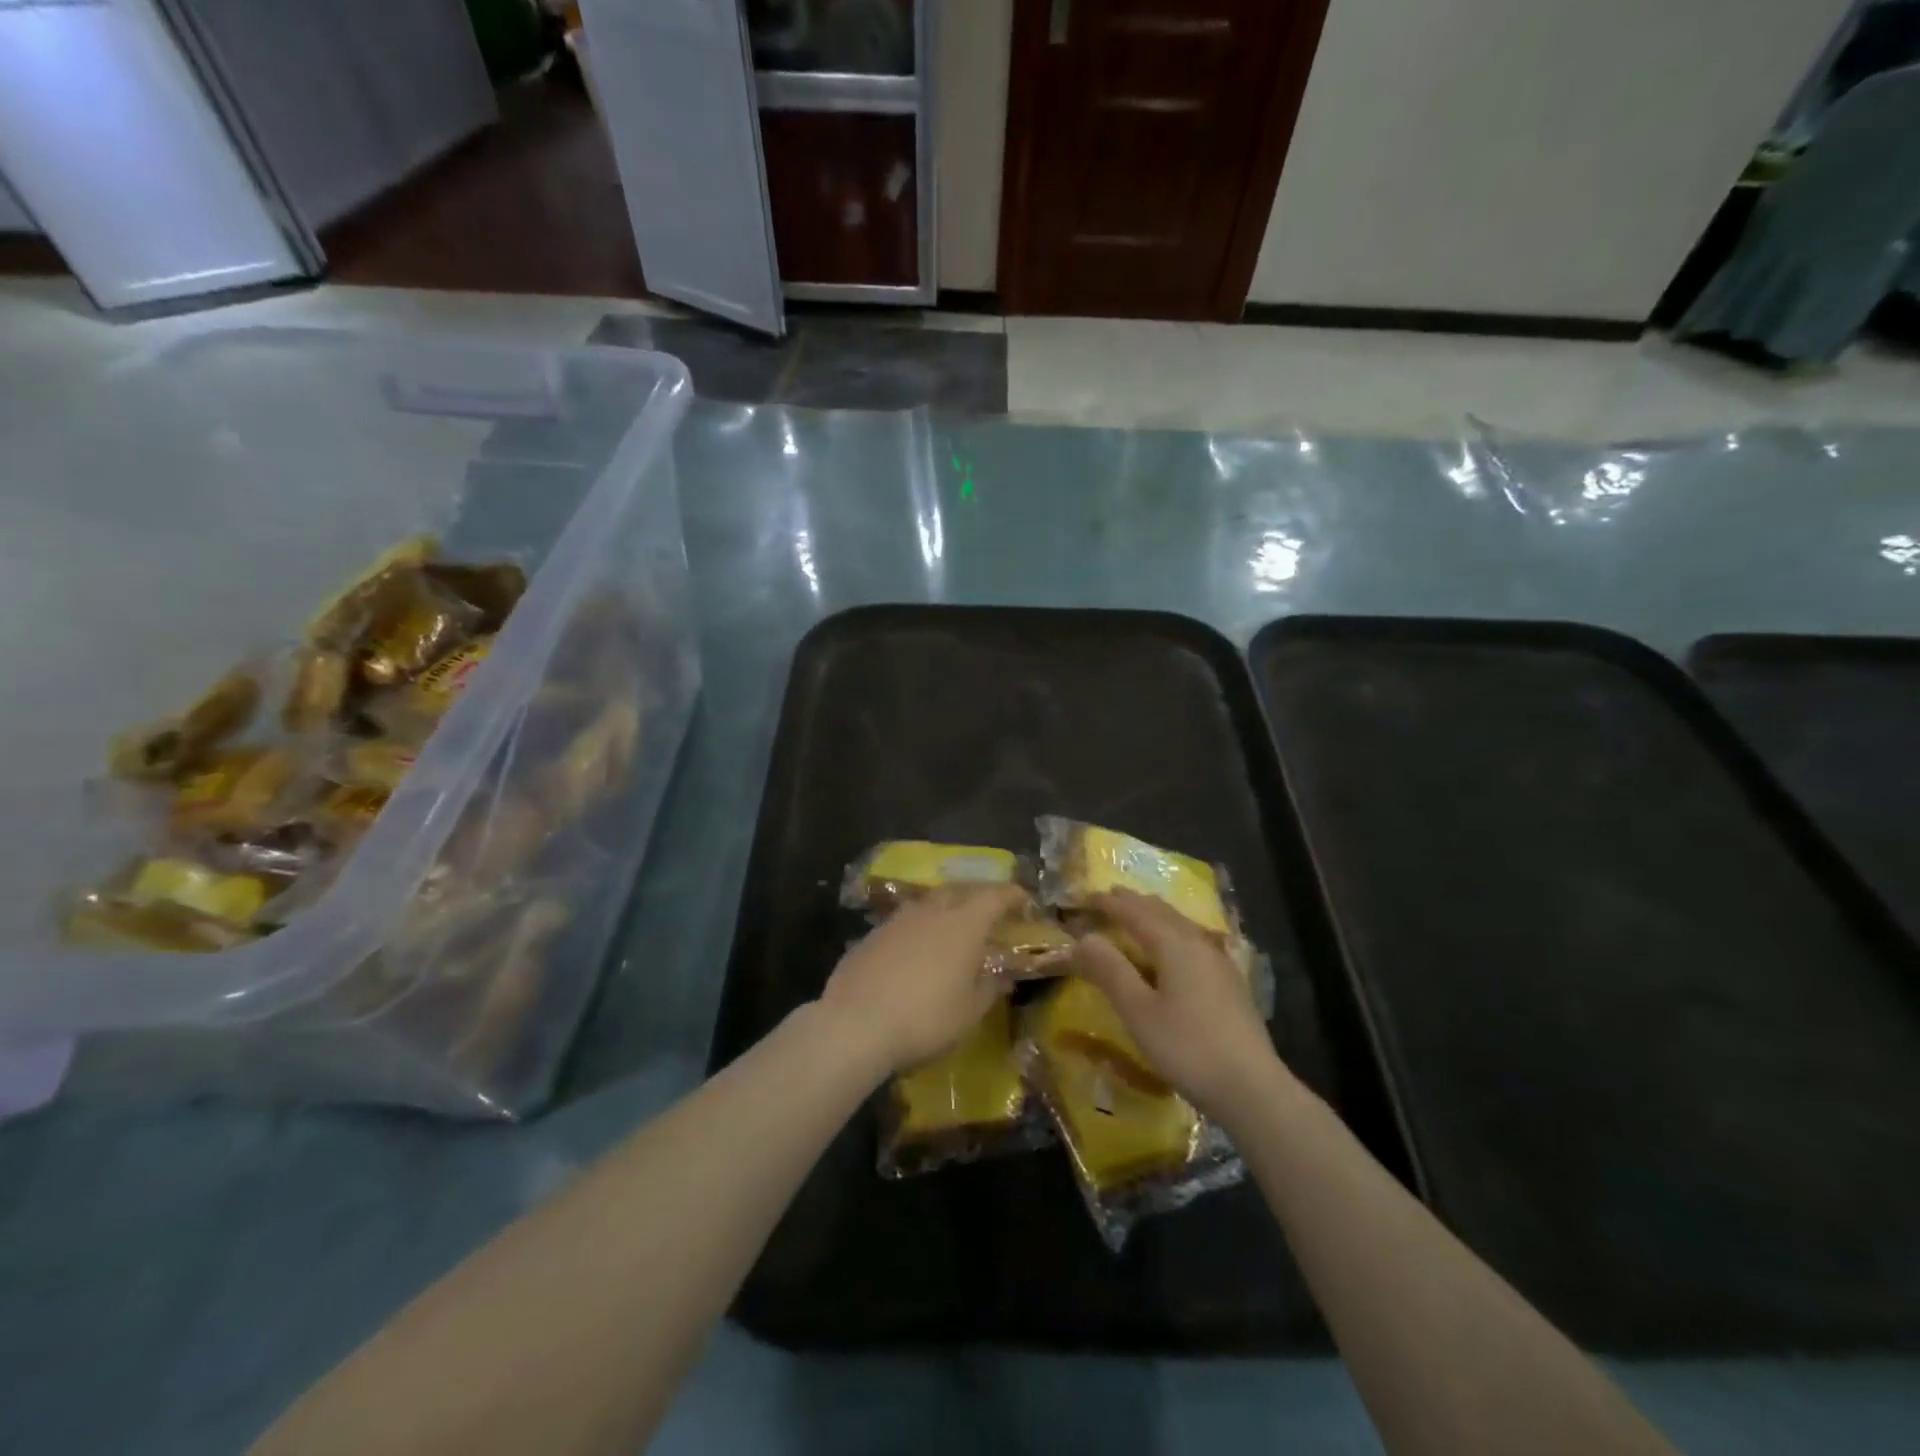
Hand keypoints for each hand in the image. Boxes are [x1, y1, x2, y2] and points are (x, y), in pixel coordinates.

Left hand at [818, 883, 1024, 1074]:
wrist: (855, 1024)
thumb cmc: (926, 1019)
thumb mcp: (969, 1013)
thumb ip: (990, 988)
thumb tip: (1002, 976)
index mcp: (964, 925)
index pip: (996, 896)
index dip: (1012, 896)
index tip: (1024, 901)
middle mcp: (932, 911)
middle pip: (960, 890)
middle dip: (978, 895)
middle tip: (989, 910)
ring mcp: (898, 919)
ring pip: (929, 902)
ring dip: (946, 908)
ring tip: (952, 927)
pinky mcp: (872, 934)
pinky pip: (905, 920)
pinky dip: (919, 927)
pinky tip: (916, 948)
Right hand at [1074, 890, 1290, 1122]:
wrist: (1252, 1088)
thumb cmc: (1187, 1048)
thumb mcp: (1138, 1012)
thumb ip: (1110, 971)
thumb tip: (1083, 938)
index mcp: (1174, 944)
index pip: (1134, 912)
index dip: (1108, 903)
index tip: (1084, 896)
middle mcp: (1198, 942)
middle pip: (1161, 911)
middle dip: (1132, 902)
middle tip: (1108, 898)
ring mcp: (1219, 960)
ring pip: (1180, 923)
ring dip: (1154, 914)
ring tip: (1136, 915)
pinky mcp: (1230, 981)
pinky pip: (1193, 939)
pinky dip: (1172, 931)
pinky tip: (1173, 947)